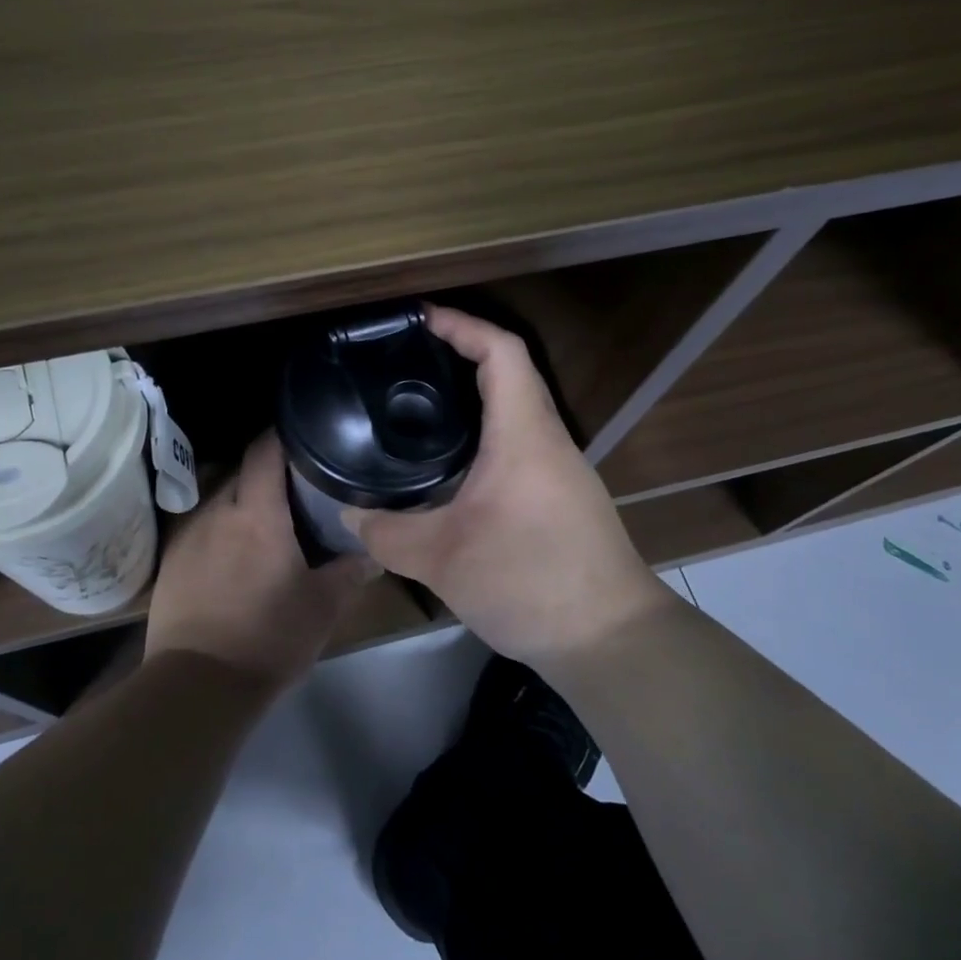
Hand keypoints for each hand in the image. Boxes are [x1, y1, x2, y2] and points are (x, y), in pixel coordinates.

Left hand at [145, 433, 375, 687]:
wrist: (197, 684)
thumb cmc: (268, 637)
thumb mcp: (322, 608)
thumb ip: (349, 574)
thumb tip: (373, 555)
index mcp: (257, 514)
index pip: (265, 451)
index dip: (282, 436)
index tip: (302, 437)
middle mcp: (218, 512)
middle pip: (242, 473)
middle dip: (266, 474)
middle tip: (294, 489)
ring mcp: (188, 535)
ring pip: (219, 500)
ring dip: (241, 504)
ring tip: (263, 523)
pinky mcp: (170, 561)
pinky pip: (199, 529)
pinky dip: (218, 531)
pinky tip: (231, 556)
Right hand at [343, 305, 678, 666]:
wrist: (610, 641)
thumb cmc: (530, 582)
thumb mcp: (443, 559)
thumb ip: (387, 533)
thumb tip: (350, 515)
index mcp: (524, 435)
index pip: (501, 352)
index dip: (461, 324)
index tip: (419, 318)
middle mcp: (546, 439)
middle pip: (508, 372)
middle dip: (458, 352)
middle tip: (404, 358)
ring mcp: (558, 468)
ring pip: (514, 408)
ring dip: (471, 394)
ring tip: (417, 401)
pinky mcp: (559, 494)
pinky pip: (518, 441)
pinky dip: (482, 431)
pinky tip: (448, 460)